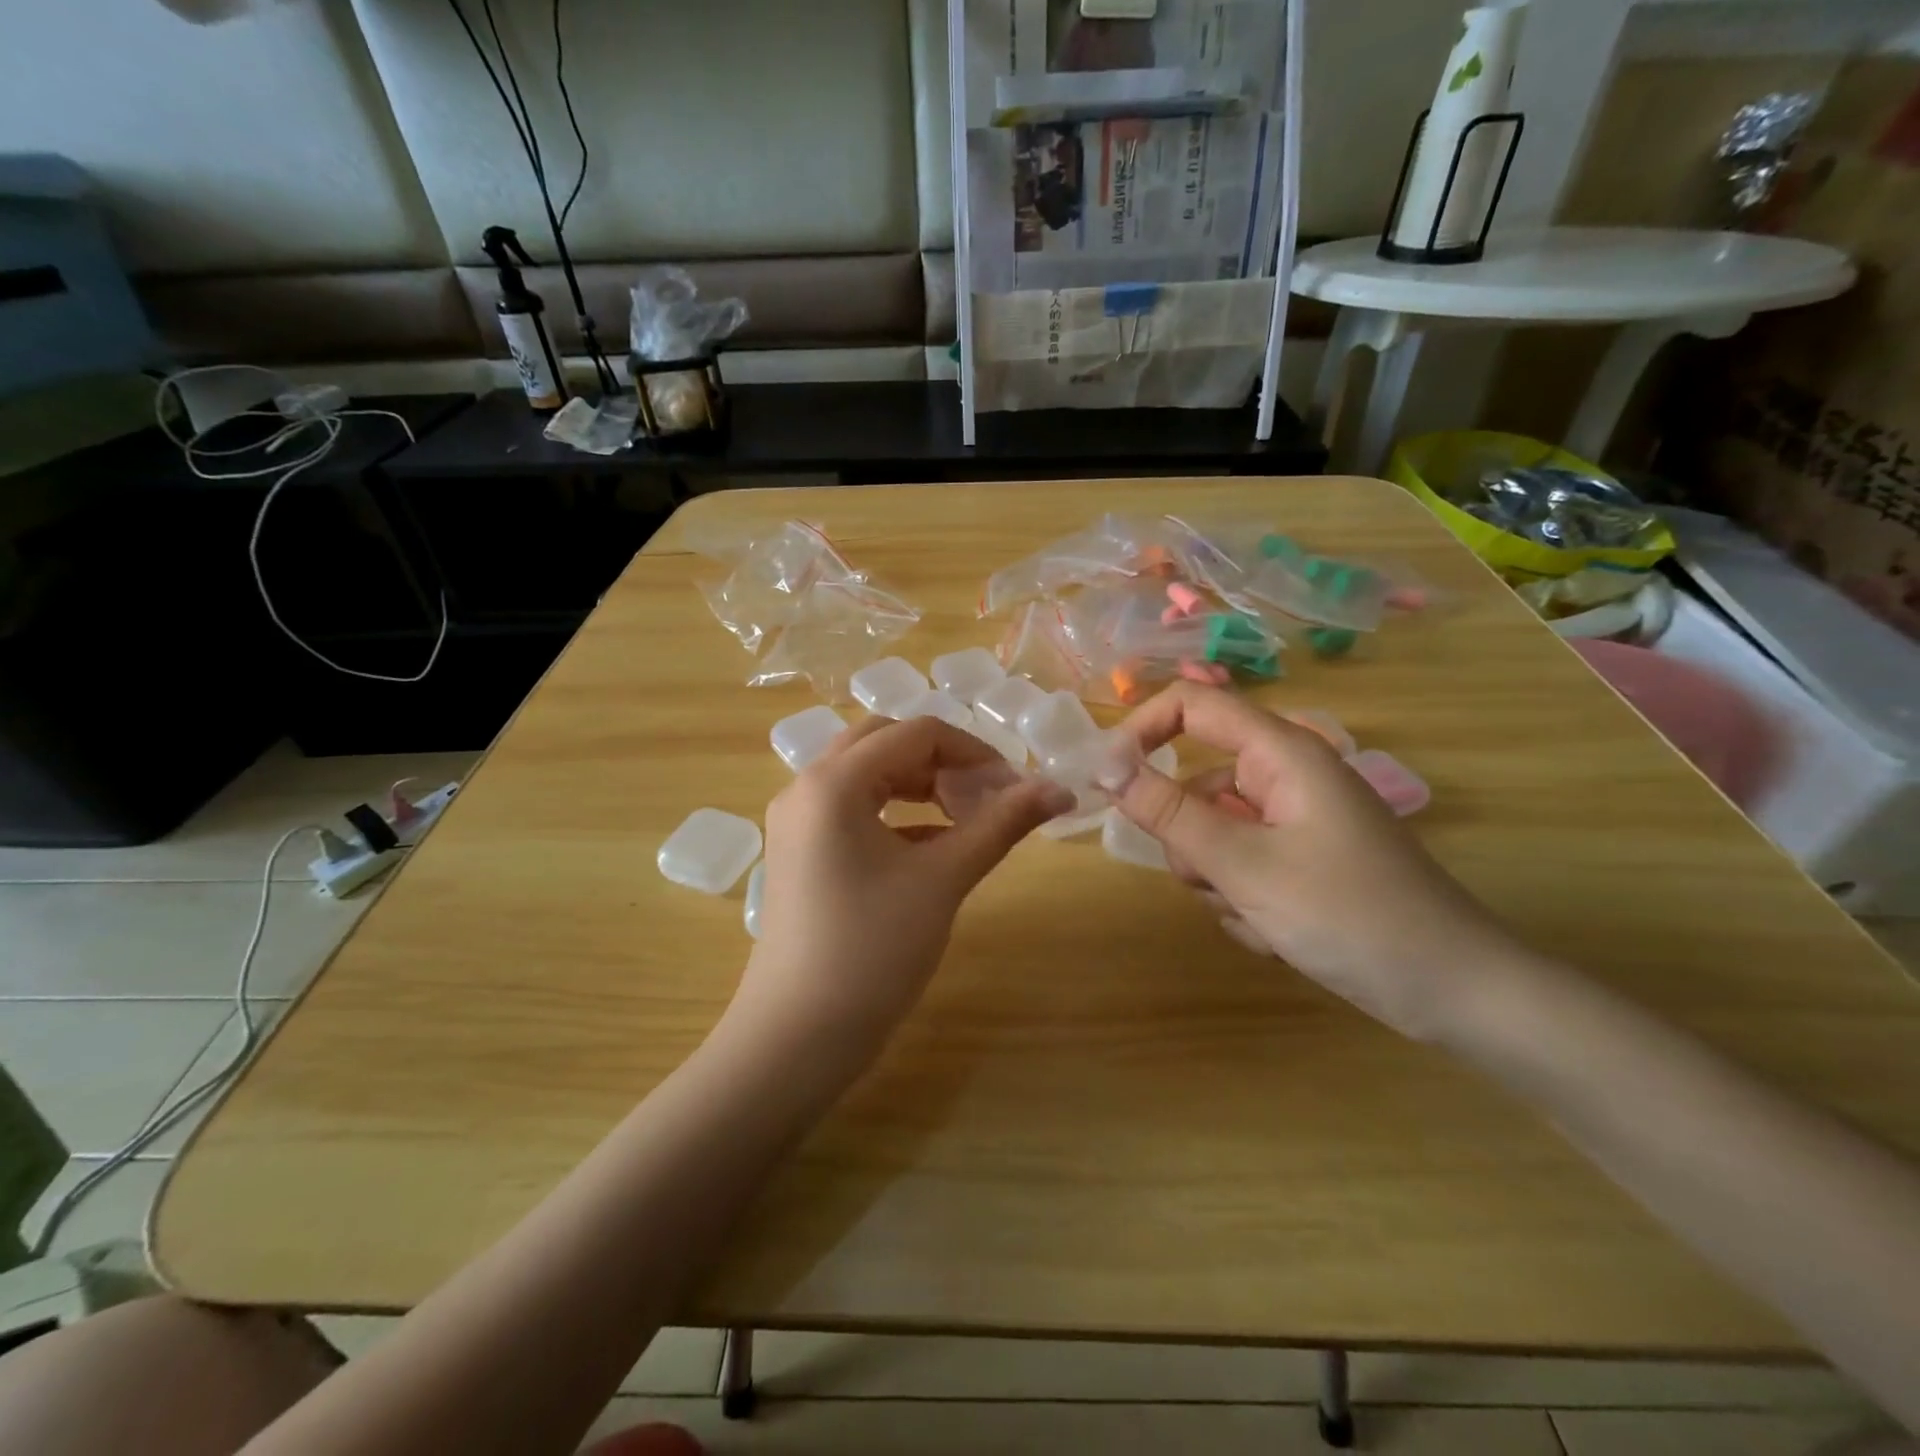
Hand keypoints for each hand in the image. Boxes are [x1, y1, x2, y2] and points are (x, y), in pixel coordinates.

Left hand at [733, 715, 1073, 1058]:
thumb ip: (1001, 825)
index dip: (974, 751)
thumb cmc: (873, 951)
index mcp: (835, 781)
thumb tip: (1061, 789)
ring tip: (965, 816)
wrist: (798, 1037)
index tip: (1016, 786)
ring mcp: (797, 820)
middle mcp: (806, 786)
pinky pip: (852, 807)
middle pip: (885, 741)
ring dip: (918, 782)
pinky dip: (895, 812)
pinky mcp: (800, 850)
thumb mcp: (943, 880)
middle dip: (942, 760)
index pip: (916, 734)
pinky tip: (932, 845)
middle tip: (986, 795)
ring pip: (866, 772)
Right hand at [1107, 683, 1516, 1040]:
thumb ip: (1168, 813)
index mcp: (1282, 754)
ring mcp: (1295, 821)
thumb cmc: (1350, 915)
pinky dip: (1242, 898)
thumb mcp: (1244, 865)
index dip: (1142, 730)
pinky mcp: (1301, 860)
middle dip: (1189, 838)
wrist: (1453, 992)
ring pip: (1213, 833)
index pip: (1193, 705)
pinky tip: (1277, 934)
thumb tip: (1104, 766)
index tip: (1108, 781)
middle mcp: (1286, 777)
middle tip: (1216, 879)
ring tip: (1259, 916)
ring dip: (1217, 878)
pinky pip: (1240, 865)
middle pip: (1197, 783)